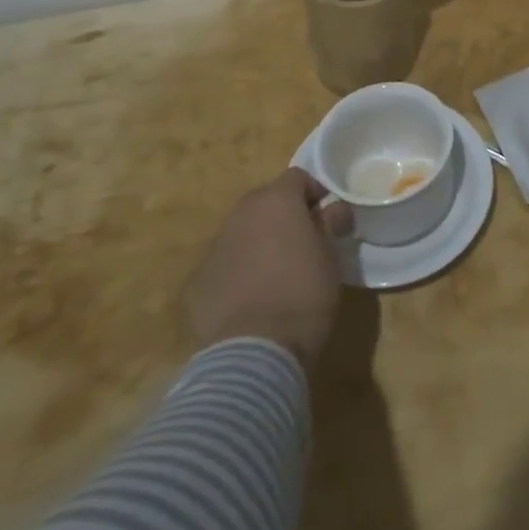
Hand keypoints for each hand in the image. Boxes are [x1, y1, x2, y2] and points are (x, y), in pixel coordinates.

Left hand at [185, 169, 349, 371]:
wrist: (254, 352)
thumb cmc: (304, 294)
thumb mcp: (331, 257)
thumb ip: (329, 224)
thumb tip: (332, 209)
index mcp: (276, 200)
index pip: (298, 177)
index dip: (315, 192)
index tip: (328, 216)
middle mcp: (240, 214)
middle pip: (265, 202)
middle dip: (283, 216)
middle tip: (303, 243)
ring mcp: (214, 248)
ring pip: (241, 233)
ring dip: (258, 243)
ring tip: (275, 275)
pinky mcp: (196, 283)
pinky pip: (223, 266)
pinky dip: (236, 273)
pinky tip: (250, 301)